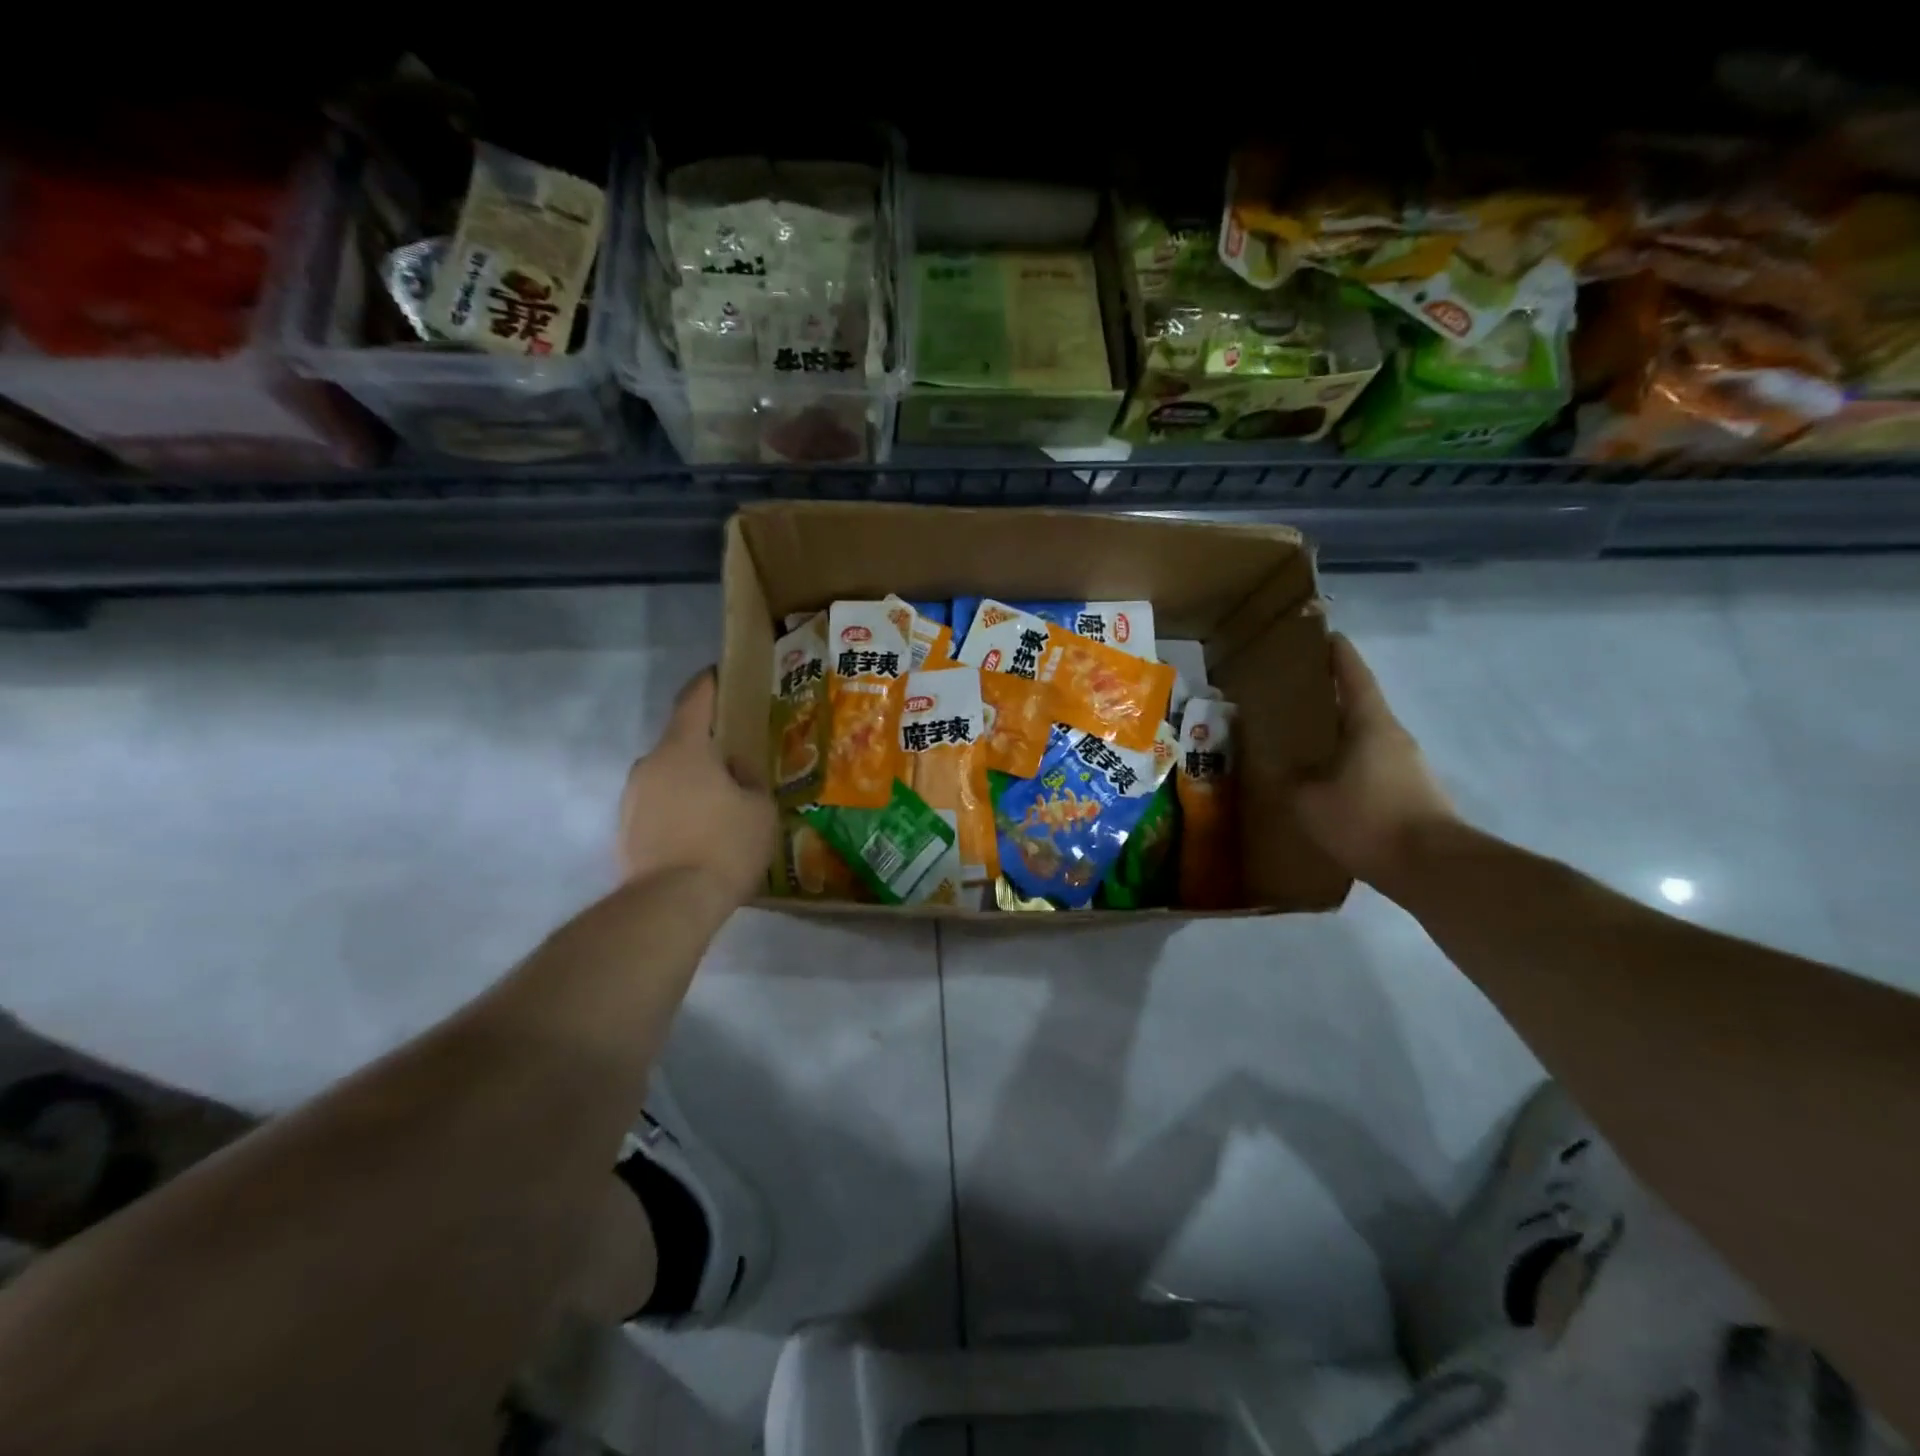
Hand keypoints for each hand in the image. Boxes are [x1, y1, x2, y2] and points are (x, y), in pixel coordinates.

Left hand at [618, 670, 776, 908]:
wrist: (669, 904)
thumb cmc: (724, 845)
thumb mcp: (760, 808)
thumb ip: (749, 780)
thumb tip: (736, 771)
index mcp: (684, 749)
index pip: (694, 700)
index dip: (710, 684)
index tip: (723, 675)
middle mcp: (650, 764)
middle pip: (680, 741)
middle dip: (706, 744)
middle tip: (736, 756)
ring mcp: (632, 797)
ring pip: (668, 775)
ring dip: (692, 779)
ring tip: (721, 800)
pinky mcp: (626, 829)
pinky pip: (659, 805)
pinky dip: (679, 808)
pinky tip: (701, 830)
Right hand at [1295, 633, 1460, 891]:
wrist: (1434, 869)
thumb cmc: (1367, 820)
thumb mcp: (1309, 800)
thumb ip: (1292, 778)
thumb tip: (1284, 767)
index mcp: (1371, 724)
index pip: (1355, 676)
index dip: (1339, 655)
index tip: (1327, 635)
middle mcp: (1394, 737)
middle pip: (1361, 706)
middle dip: (1332, 697)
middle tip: (1297, 695)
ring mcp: (1408, 767)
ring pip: (1366, 740)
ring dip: (1340, 736)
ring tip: (1306, 742)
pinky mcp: (1412, 795)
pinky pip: (1372, 768)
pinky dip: (1349, 766)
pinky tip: (1327, 784)